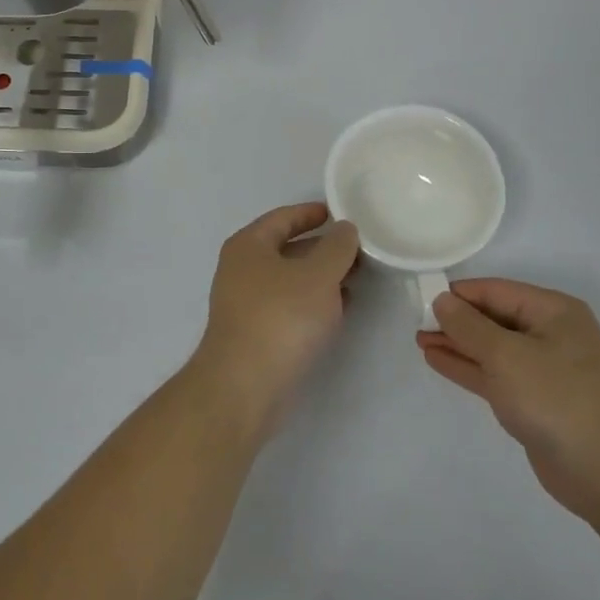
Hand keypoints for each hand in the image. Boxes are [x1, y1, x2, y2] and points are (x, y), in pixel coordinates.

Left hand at [194, 203, 359, 430]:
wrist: (244, 386)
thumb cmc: (281, 317)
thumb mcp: (318, 275)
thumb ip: (337, 247)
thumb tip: (345, 229)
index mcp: (249, 245)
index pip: (283, 217)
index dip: (312, 213)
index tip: (340, 213)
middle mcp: (241, 269)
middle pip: (286, 248)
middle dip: (322, 248)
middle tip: (358, 249)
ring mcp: (245, 303)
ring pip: (290, 279)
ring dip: (321, 277)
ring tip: (357, 277)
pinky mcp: (255, 333)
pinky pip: (289, 306)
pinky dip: (313, 302)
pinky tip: (339, 308)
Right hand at [418, 278, 599, 524]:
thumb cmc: (557, 399)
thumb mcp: (506, 355)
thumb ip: (468, 326)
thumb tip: (442, 300)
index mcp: (553, 312)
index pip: (496, 291)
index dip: (458, 294)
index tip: (420, 298)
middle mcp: (551, 334)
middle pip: (493, 318)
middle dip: (455, 320)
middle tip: (415, 321)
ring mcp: (544, 370)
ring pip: (491, 348)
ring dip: (457, 344)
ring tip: (419, 339)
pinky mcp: (536, 401)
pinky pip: (495, 374)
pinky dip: (468, 367)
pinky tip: (437, 360)